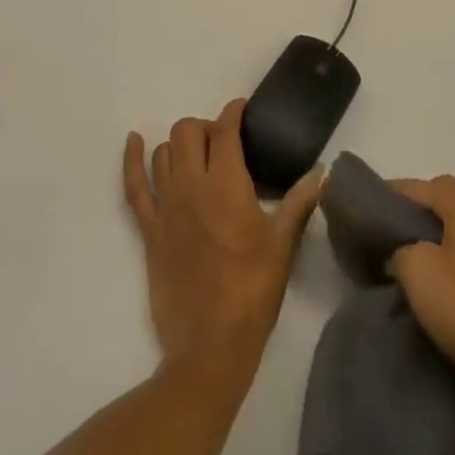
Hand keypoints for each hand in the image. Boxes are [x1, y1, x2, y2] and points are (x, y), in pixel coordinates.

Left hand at [123, 99, 320, 375]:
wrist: (210, 345)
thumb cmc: (253, 290)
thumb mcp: (283, 243)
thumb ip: (301, 202)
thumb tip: (323, 172)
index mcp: (228, 184)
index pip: (225, 130)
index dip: (234, 112)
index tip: (243, 109)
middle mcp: (193, 186)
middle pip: (188, 131)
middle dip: (206, 126)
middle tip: (224, 142)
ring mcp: (166, 207)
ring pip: (163, 152)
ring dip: (179, 144)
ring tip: (197, 154)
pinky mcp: (150, 230)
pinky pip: (133, 186)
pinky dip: (131, 160)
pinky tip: (133, 140)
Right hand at [389, 175, 454, 412]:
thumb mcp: (419, 273)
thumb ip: (401, 251)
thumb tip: (403, 252)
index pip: (420, 186)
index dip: (392, 195)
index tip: (368, 213)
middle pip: (445, 201)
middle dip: (416, 215)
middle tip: (389, 239)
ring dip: (439, 240)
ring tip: (413, 267)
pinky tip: (447, 289)